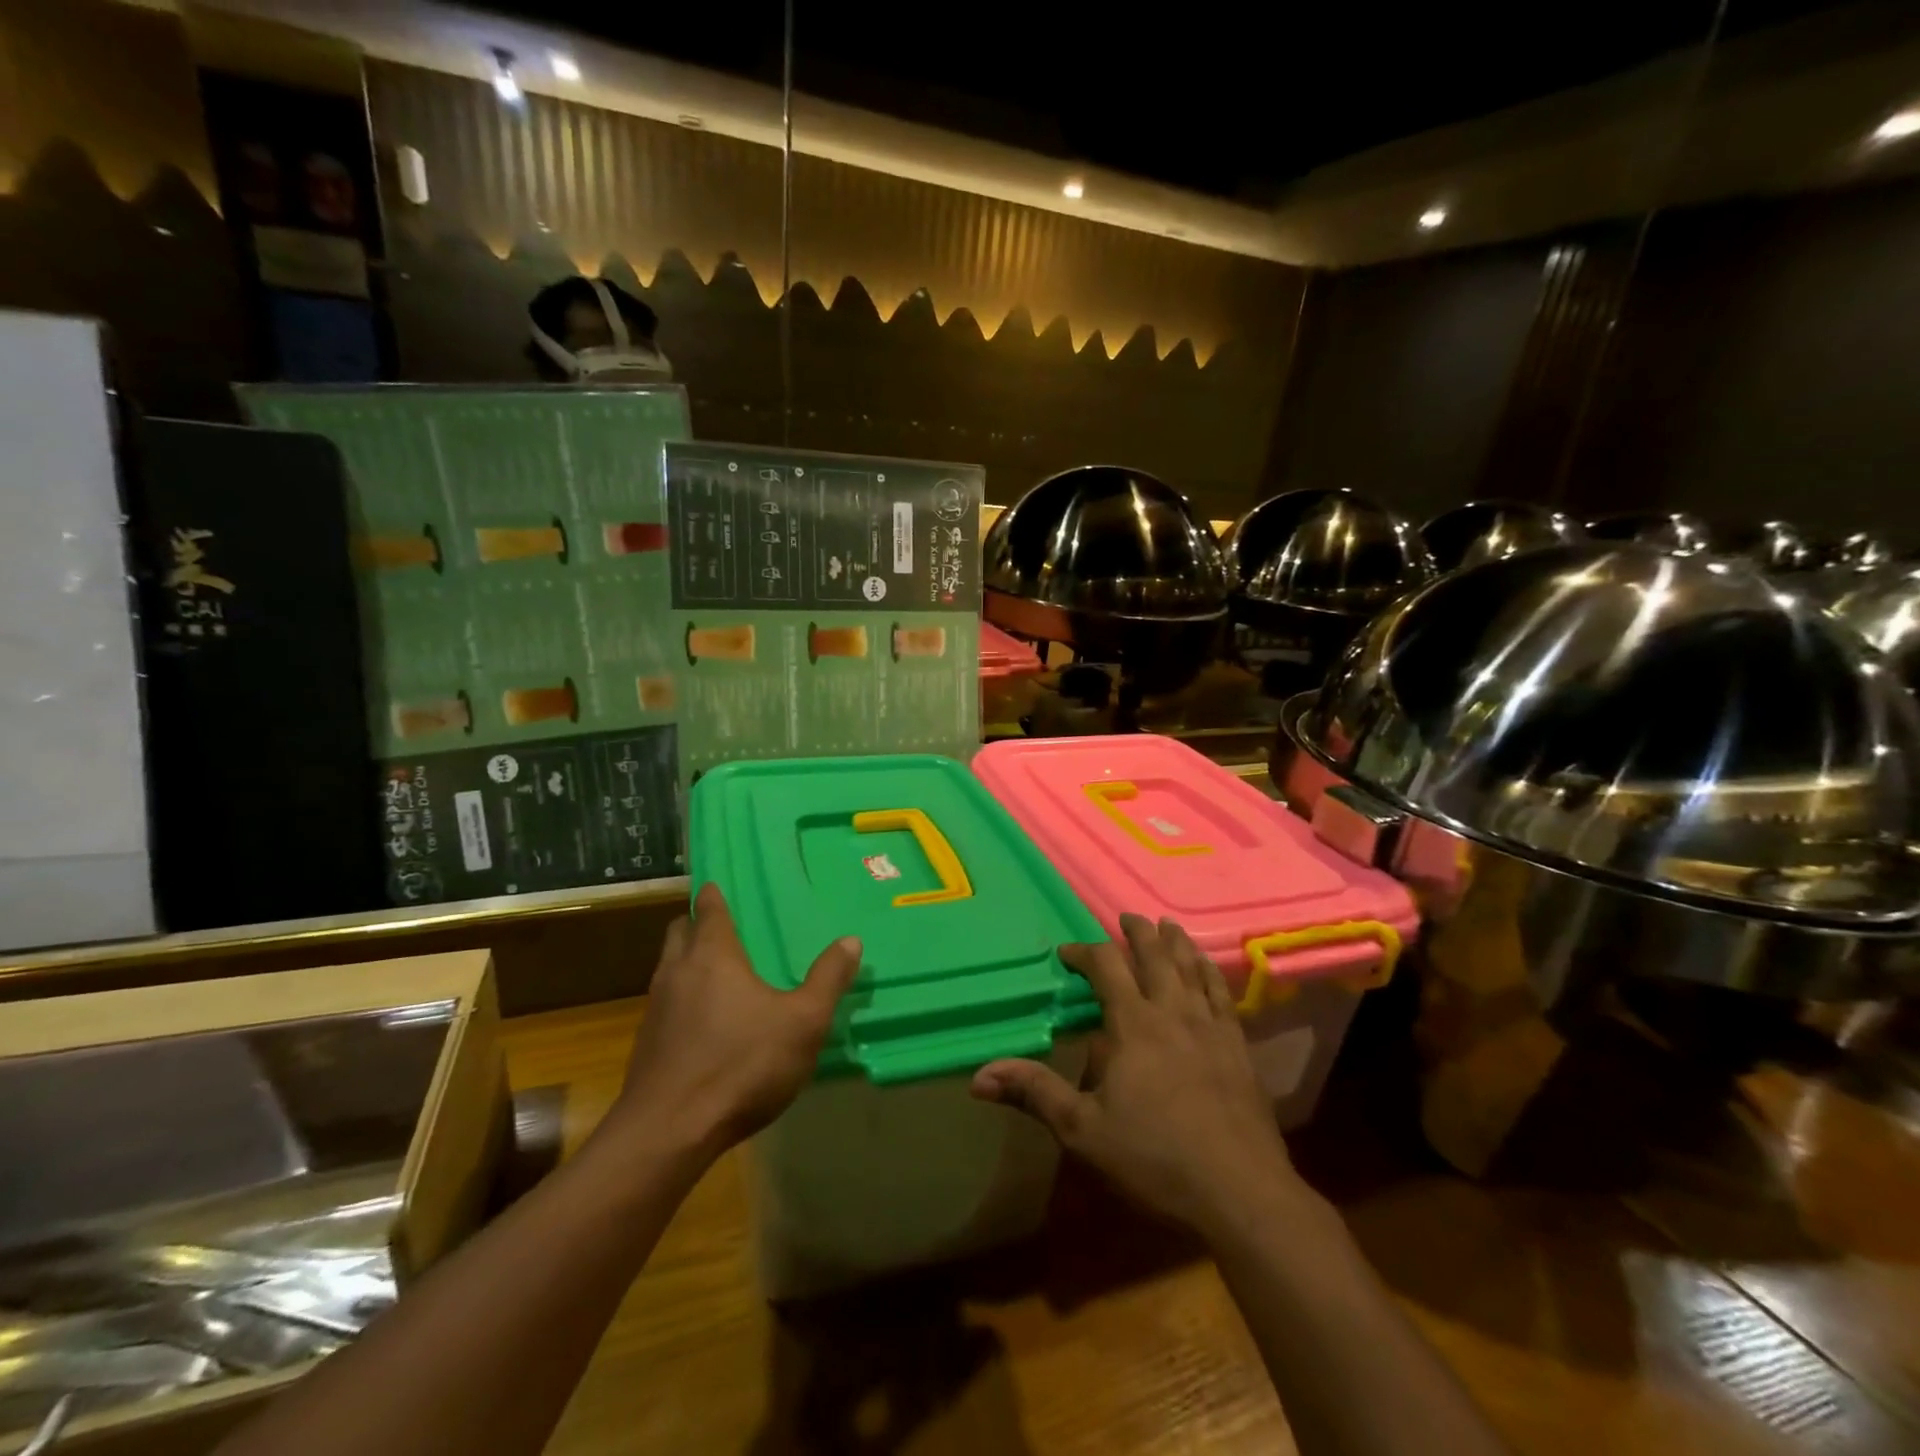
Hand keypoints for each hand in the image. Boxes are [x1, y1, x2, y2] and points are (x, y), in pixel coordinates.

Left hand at [610, 883, 861, 1159]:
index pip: (709, 908)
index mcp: (713, 955)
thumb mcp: (803, 1023)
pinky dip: (682, 1000)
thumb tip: (851, 940)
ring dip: (687, 963)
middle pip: (680, 931)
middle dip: (697, 924)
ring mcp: (655, 1008)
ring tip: (718, 975)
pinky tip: (705, 1025)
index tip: (720, 886)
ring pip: (668, 968)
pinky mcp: (646, 1044)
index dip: (714, 895)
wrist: (668, 1133)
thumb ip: (828, 979)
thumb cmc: (741, 1065)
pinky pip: (665, 1004)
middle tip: (725, 929)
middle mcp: (677, 971)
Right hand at [971, 914, 1300, 1233]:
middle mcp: (1173, 1011)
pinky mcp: (1239, 1047)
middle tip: (1127, 917)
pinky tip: (1210, 971)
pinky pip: (1223, 994)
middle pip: (1155, 955)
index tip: (1067, 953)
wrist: (1240, 1192)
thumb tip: (979, 1076)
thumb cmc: (1154, 1158)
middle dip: (1138, 933)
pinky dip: (1211, 973)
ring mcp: (1211, 1027)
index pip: (1106, 966)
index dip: (1084, 952)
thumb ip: (1035, 1093)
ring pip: (1192, 967)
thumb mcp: (1082, 1130)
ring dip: (1177, 942)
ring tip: (1168, 926)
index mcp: (1133, 1023)